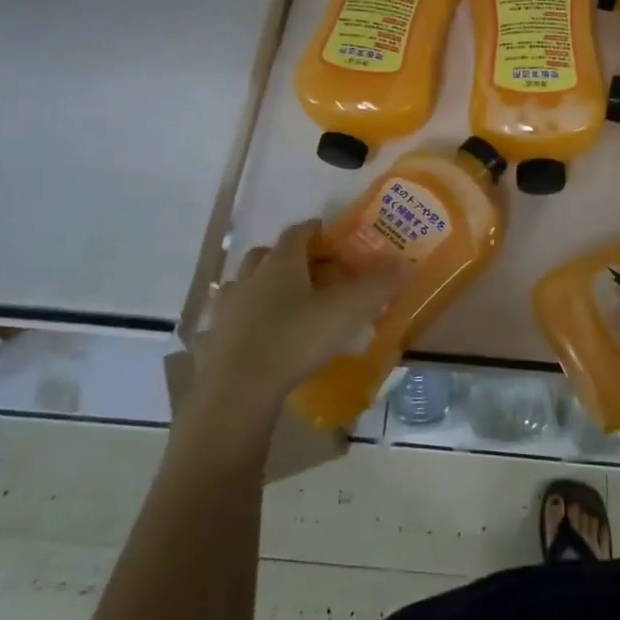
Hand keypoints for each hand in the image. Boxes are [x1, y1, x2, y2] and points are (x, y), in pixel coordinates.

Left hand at [183, 221, 400, 425]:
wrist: (239, 388)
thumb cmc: (296, 339)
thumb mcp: (348, 310)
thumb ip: (378, 284)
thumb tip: (405, 261)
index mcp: (282, 262)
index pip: (297, 233)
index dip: (314, 230)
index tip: (327, 234)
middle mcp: (251, 276)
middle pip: (266, 254)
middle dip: (286, 256)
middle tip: (309, 270)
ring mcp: (228, 308)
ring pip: (245, 284)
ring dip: (263, 286)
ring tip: (285, 303)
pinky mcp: (214, 338)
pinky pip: (233, 318)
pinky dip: (247, 319)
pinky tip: (262, 336)